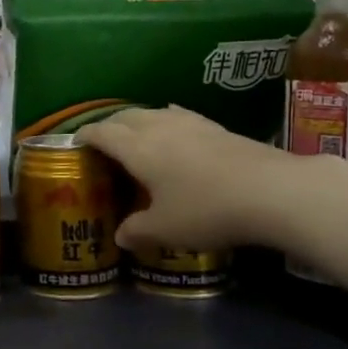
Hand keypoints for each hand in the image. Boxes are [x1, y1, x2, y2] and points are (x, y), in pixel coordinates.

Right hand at [78, 106, 291, 251]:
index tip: (75, 142)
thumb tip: (121, 235)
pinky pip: (180, 117)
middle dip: (109, 125)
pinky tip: (176, 131)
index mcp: (138, 148)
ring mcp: (192, 124)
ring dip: (138, 121)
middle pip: (126, 116)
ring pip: (154, 113)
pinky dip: (167, 122)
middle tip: (103, 143)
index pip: (102, 132)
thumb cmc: (206, 209)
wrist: (272, 191)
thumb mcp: (166, 230)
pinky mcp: (218, 128)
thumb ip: (138, 230)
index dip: (85, 135)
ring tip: (136, 137)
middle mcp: (159, 128)